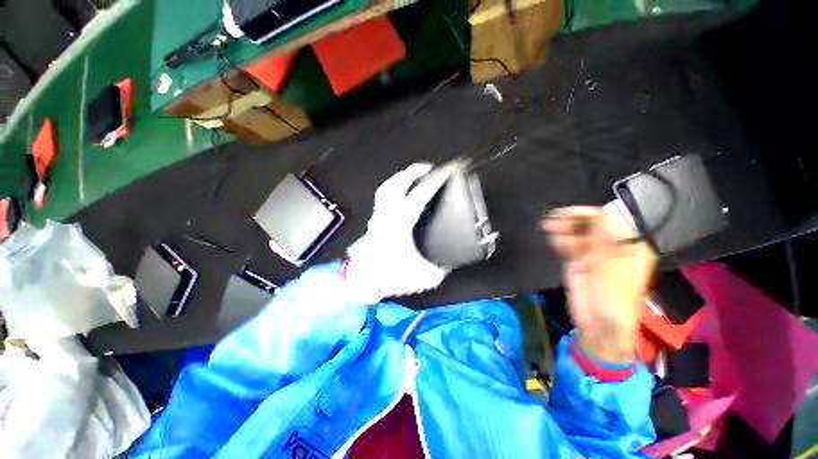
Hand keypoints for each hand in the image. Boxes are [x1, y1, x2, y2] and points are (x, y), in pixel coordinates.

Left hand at [345, 163, 452, 302]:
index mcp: (400, 224)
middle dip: (413, 171)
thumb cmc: (390, 277)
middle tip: (428, 168)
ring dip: (400, 177)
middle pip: (397, 183)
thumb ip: (441, 269)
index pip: (419, 195)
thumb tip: (449, 264)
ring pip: (386, 188)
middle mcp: (387, 216)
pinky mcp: (375, 221)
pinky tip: (399, 192)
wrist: (365, 282)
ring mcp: (378, 217)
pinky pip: (383, 197)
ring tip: (413, 174)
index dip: (435, 181)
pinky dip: (392, 188)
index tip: (446, 172)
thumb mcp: (425, 277)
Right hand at [542, 206, 656, 362]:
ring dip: (562, 229)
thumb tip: (592, 216)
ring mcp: (593, 255)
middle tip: (552, 219)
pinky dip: (560, 241)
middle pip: (590, 226)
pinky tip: (553, 239)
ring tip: (548, 227)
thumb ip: (603, 239)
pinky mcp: (578, 263)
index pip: (607, 221)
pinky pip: (568, 246)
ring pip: (576, 235)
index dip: (586, 214)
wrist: (600, 323)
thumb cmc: (614, 295)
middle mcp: (611, 247)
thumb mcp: (612, 265)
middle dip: (571, 221)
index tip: (566, 213)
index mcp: (628, 245)